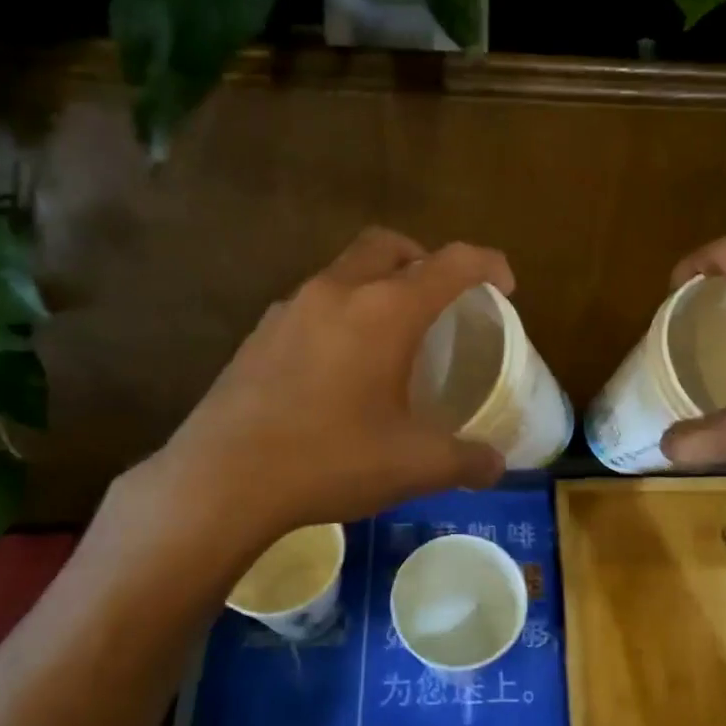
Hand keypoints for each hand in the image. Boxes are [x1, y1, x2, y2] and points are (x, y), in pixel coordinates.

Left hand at [123, 228, 510, 557]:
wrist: (221, 480)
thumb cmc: (329, 460)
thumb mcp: (412, 465)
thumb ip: (465, 460)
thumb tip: (496, 465)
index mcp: (385, 310)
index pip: (451, 262)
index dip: (488, 264)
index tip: (505, 287)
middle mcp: (338, 291)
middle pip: (390, 245)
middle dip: (425, 259)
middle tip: (441, 300)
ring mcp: (291, 308)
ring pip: (346, 270)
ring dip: (378, 284)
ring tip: (390, 336)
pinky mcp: (260, 333)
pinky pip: (314, 302)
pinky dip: (341, 312)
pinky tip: (339, 366)